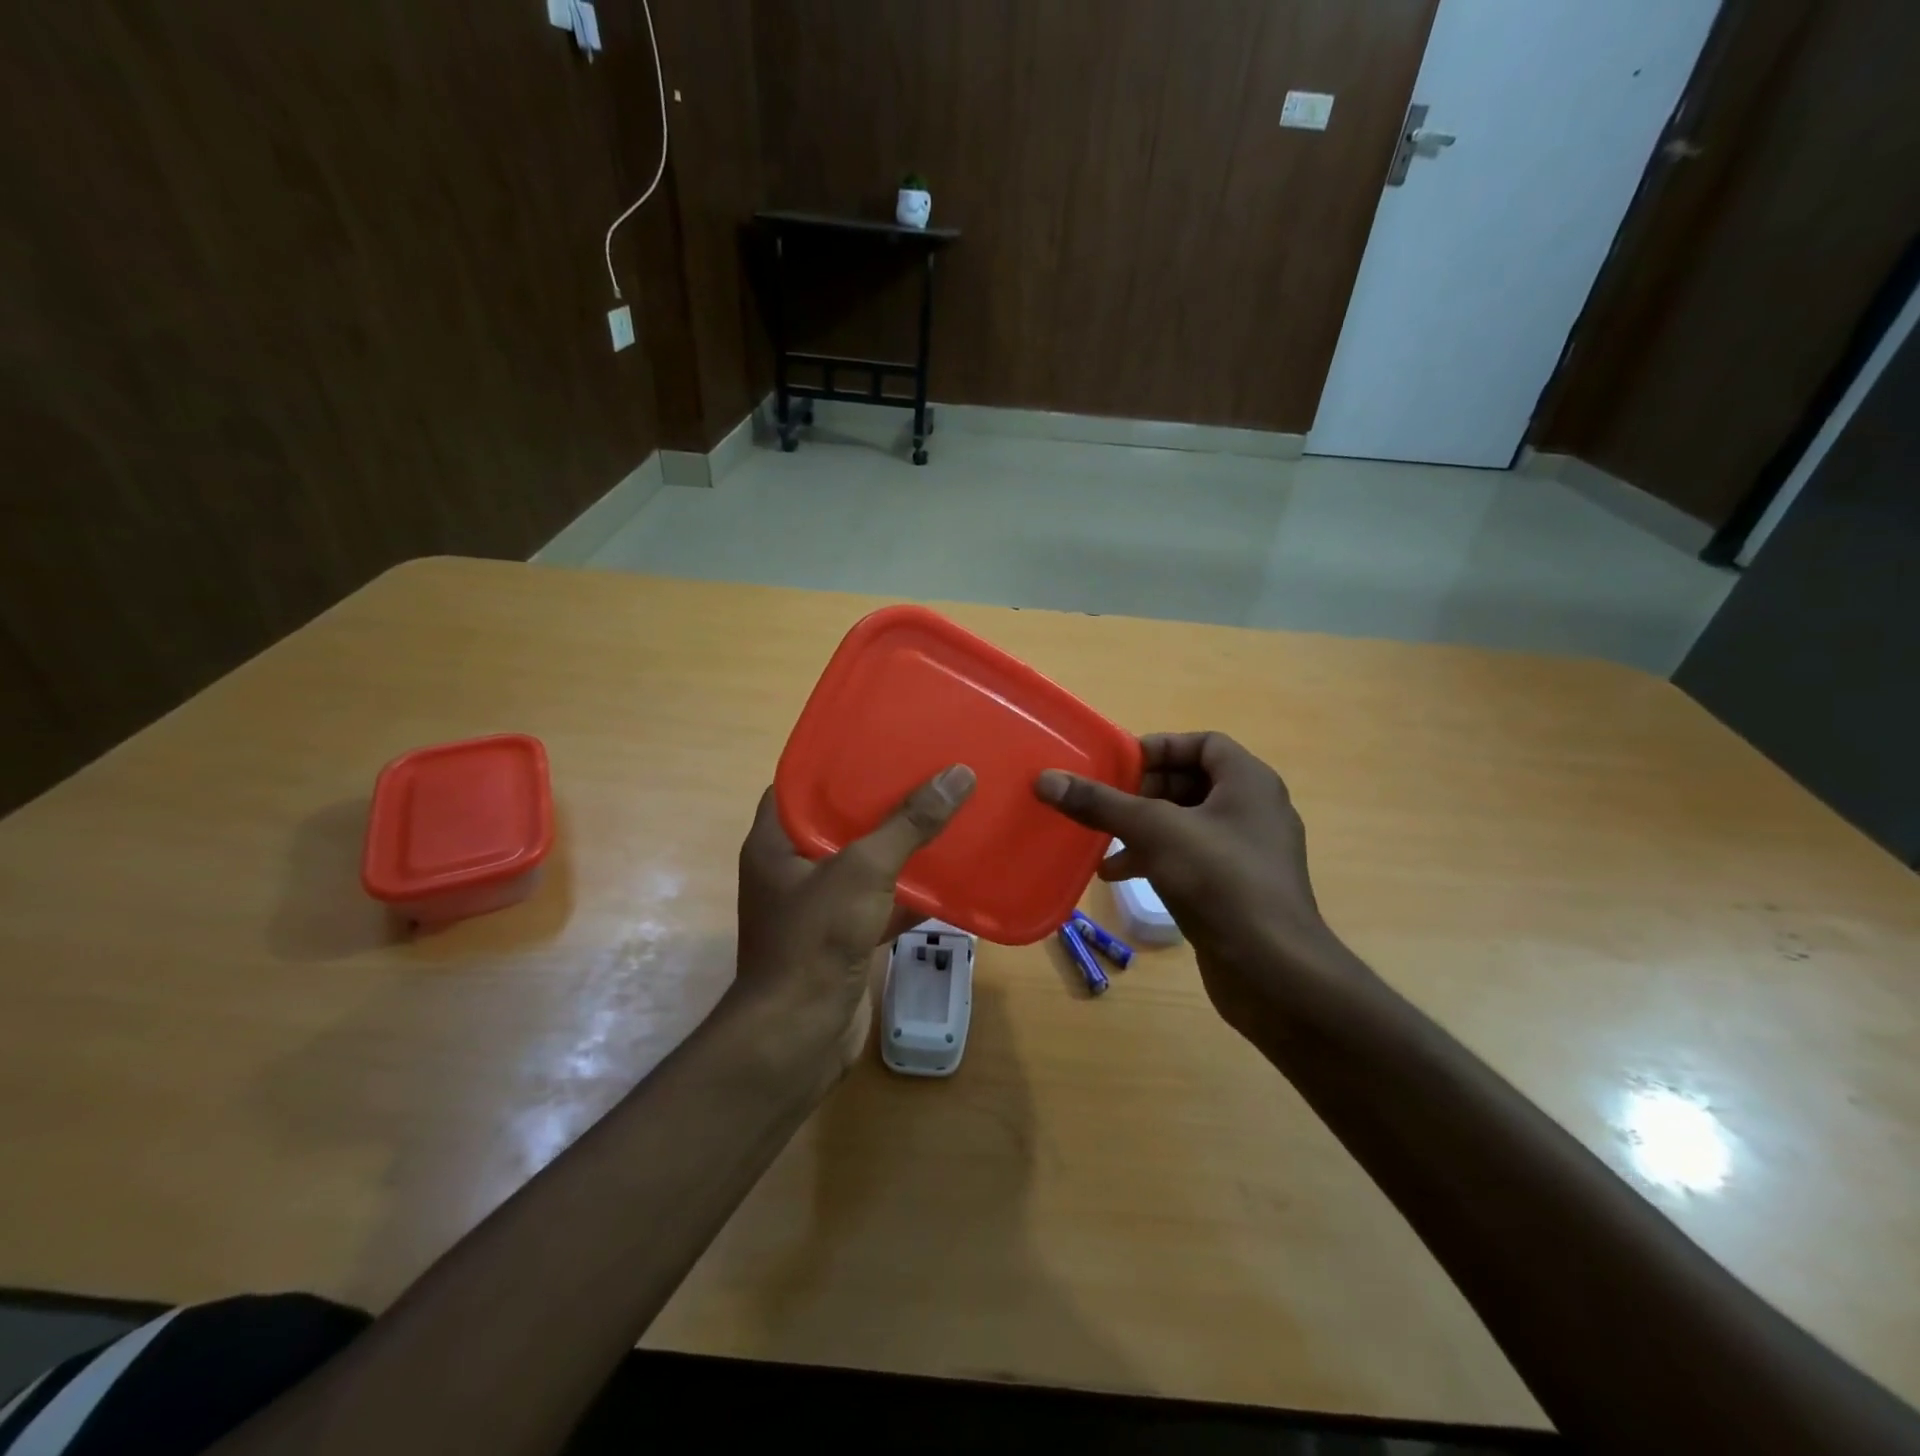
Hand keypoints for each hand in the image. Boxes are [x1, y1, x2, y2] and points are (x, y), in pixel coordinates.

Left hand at [736, 764, 975, 1066]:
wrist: (800, 1037)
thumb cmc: (816, 940)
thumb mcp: (862, 870)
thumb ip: (908, 824)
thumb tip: (958, 773)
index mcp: (775, 842)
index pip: (800, 784)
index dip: (836, 761)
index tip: (879, 740)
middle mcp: (791, 869)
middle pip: (838, 821)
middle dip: (880, 801)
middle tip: (924, 770)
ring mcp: (817, 907)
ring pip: (862, 863)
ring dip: (899, 846)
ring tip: (943, 811)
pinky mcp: (842, 938)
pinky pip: (878, 901)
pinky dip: (907, 892)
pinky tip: (947, 876)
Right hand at [1035, 734, 1357, 1034]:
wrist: (1274, 971)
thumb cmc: (1219, 881)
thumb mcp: (1153, 832)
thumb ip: (1100, 803)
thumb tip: (1046, 779)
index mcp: (1249, 782)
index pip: (1203, 743)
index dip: (1160, 748)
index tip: (1119, 766)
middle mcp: (1255, 811)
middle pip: (1193, 782)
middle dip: (1145, 792)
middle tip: (1107, 803)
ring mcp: (1250, 853)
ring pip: (1189, 824)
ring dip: (1145, 829)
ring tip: (1104, 845)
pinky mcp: (1241, 890)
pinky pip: (1194, 859)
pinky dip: (1158, 859)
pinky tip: (1122, 878)